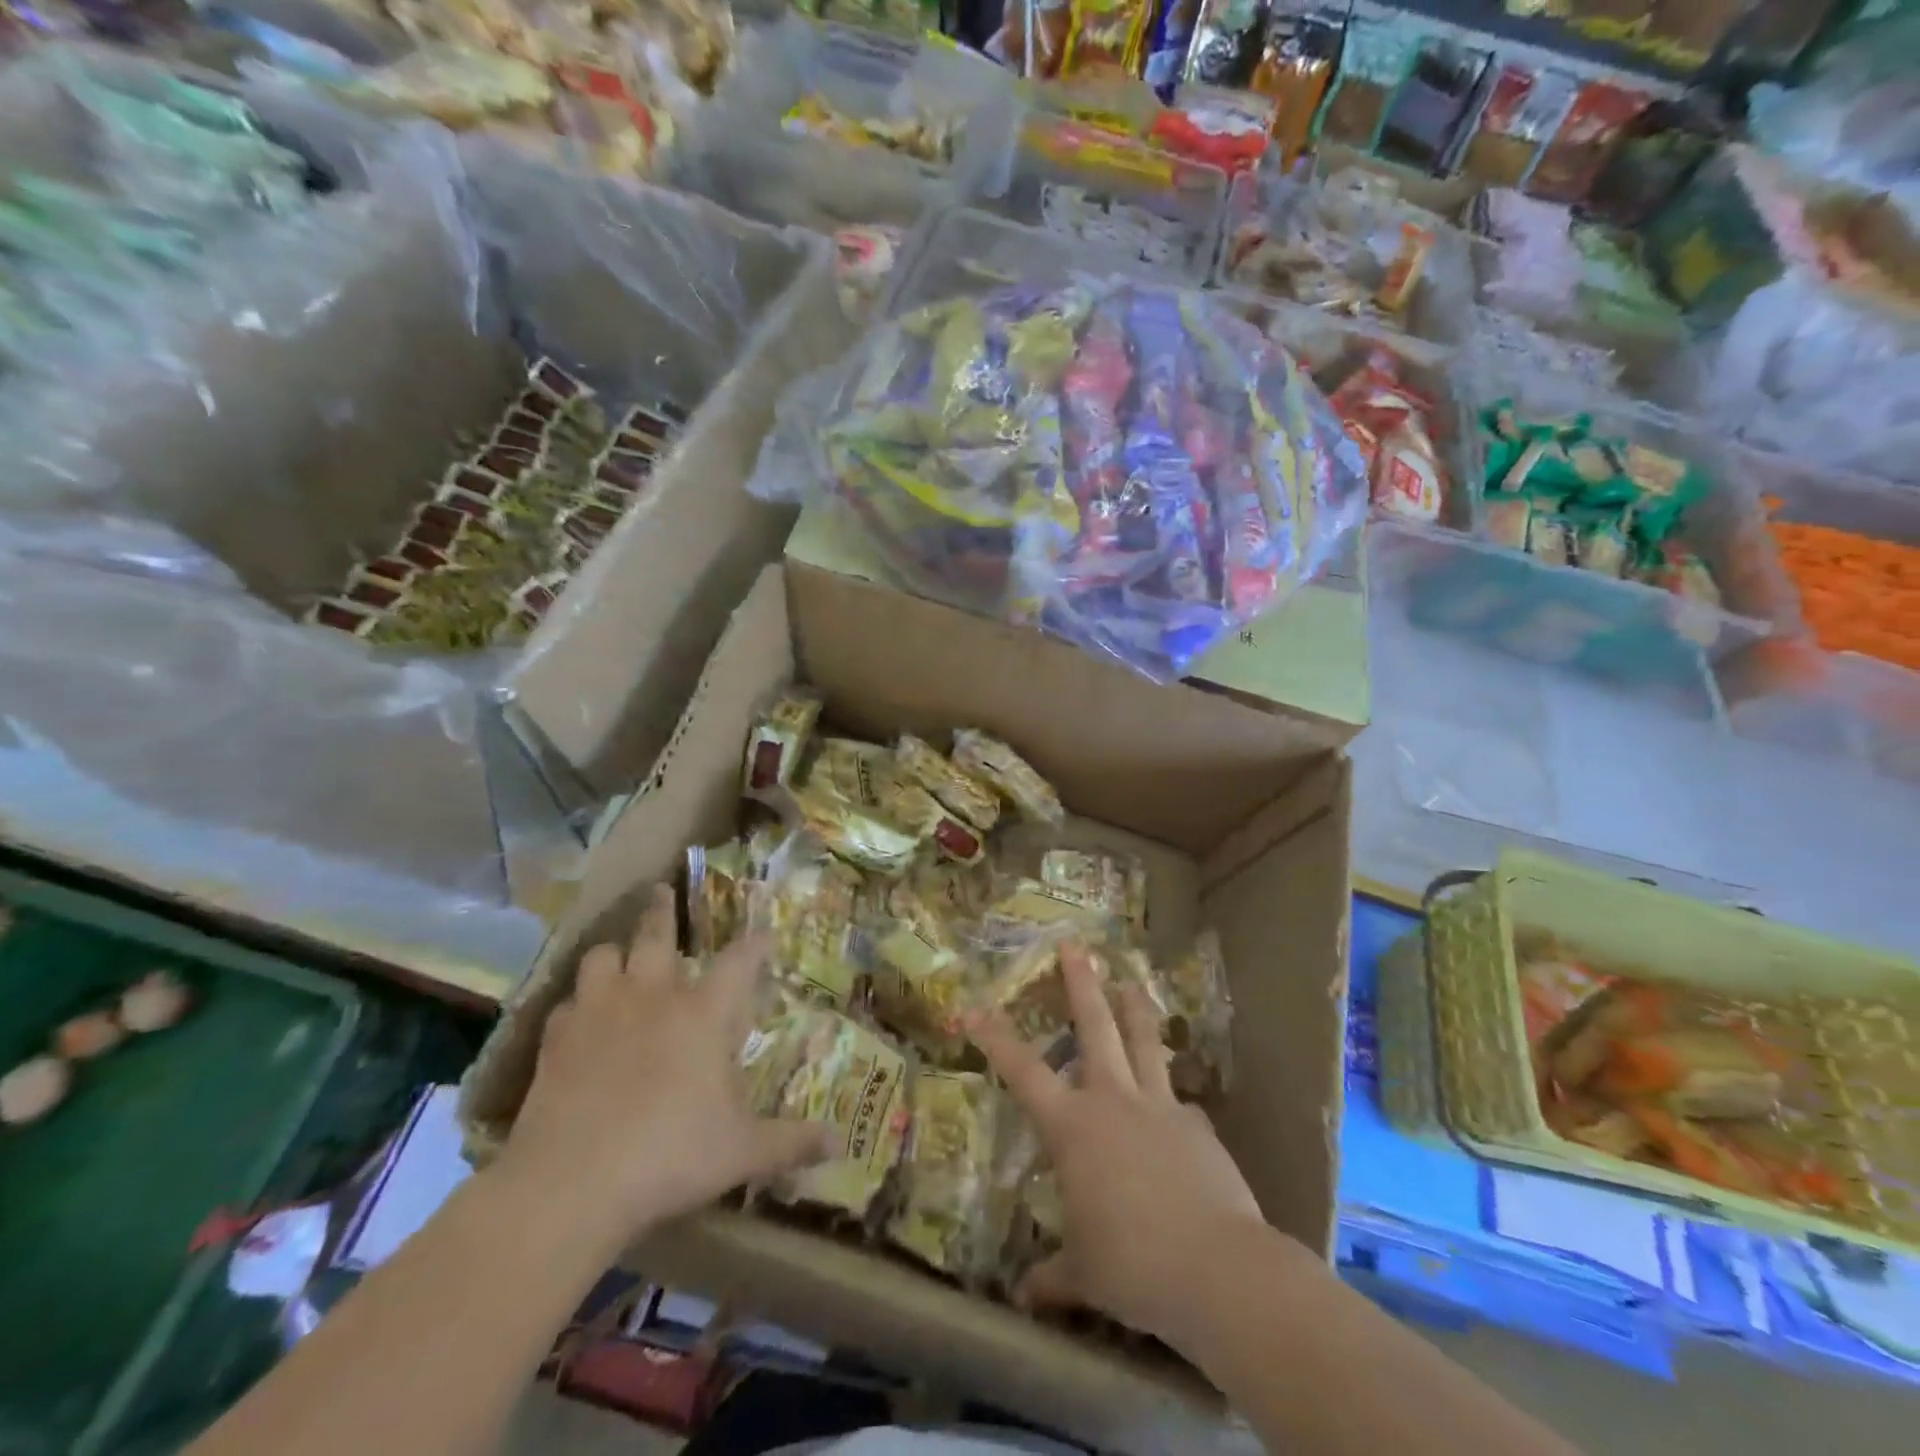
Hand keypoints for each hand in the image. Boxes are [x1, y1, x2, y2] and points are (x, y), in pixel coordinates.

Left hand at [498, 885, 829, 1246]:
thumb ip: (791, 1141)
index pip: (740, 961)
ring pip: (602, 956)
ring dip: (614, 953)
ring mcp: (600, 1011)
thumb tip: (838, 1143)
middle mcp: (653, 996)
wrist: (569, 1185)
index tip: (764, 933)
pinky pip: (567, 1003)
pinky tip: (580, 1020)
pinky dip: (578, 1004)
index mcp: (704, 1014)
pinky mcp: (556, 1038)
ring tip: (619, 959)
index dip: (755, 944)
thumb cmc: (669, 1157)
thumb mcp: (741, 1153)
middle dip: (663, 909)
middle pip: (657, 934)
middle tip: (661, 890)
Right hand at [969, 943, 1266, 1345]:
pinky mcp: (1196, 1123)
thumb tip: (1024, 1297)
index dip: (996, 1036)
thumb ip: (1052, 1277)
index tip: (975, 1006)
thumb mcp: (1084, 1274)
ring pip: (1143, 1041)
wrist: (1218, 1270)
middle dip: (1081, 984)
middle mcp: (1112, 1100)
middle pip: (1094, 1027)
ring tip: (1130, 980)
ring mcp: (1159, 1105)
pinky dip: (1170, 1097)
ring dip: (1134, 1007)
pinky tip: (1176, 1108)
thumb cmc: (1133, 1267)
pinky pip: (1177, 1100)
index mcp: (1073, 1127)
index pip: (1022, 1071)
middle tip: (1075, 946)